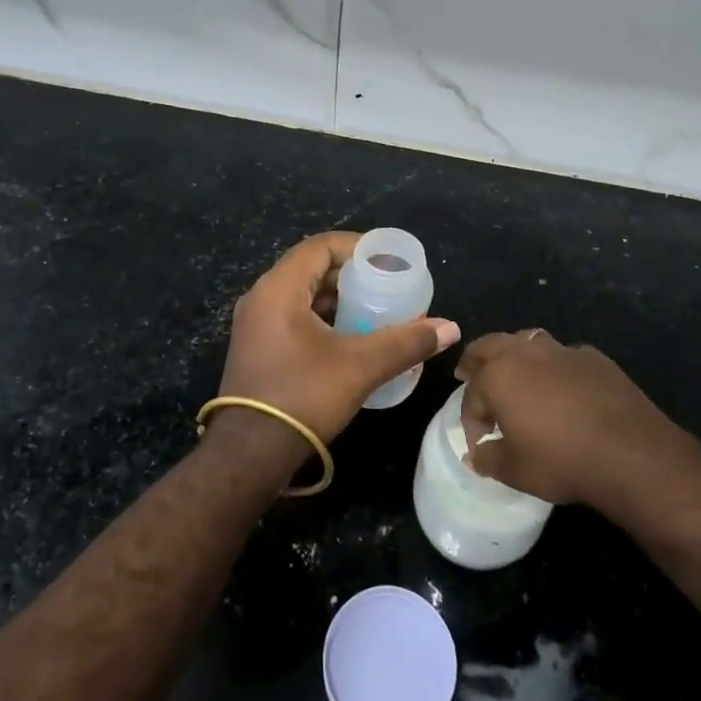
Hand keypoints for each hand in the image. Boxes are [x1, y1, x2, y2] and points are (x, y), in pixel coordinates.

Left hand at [213, 232, 459, 458]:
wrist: (250, 454)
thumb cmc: (303, 396)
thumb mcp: (361, 366)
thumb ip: (406, 342)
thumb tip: (450, 328)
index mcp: (279, 288)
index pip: (320, 246)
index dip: (357, 247)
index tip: (389, 261)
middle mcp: (261, 297)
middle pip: (311, 267)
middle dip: (351, 274)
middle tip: (387, 286)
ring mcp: (254, 324)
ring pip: (302, 294)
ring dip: (338, 298)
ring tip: (375, 310)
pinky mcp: (256, 347)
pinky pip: (292, 315)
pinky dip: (322, 317)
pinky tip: (349, 337)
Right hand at [454, 329, 685, 509]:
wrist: (630, 452)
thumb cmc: (562, 461)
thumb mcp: (516, 471)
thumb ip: (489, 460)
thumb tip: (475, 456)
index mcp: (498, 377)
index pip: (472, 395)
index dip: (470, 419)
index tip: (479, 443)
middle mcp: (524, 353)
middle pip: (489, 346)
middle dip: (476, 360)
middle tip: (469, 373)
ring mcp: (560, 350)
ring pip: (526, 340)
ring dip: (514, 354)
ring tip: (515, 372)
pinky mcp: (592, 357)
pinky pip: (562, 355)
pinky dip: (553, 366)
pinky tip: (562, 387)